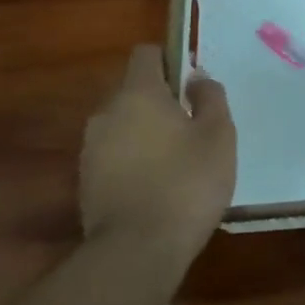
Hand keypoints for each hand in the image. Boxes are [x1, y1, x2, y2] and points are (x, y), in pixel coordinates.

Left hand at [79, 45, 235, 260]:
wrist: (137, 250)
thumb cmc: (187, 183)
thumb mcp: (218, 135)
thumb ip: (210, 97)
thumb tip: (197, 78)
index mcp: (138, 93)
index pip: (146, 53)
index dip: (171, 60)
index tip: (192, 85)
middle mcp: (106, 112)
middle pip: (133, 90)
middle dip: (160, 100)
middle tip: (192, 126)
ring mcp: (91, 148)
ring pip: (123, 124)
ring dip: (146, 132)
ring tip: (176, 160)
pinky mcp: (86, 181)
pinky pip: (114, 154)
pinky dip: (133, 160)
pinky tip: (157, 185)